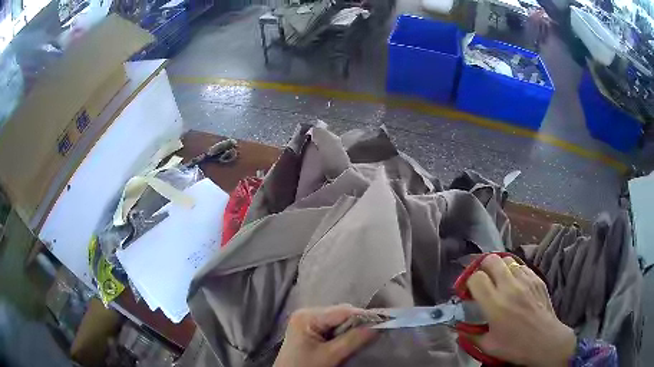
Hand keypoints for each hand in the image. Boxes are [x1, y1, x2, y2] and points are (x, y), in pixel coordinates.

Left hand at [274, 305, 377, 366]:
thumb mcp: (330, 356)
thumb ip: (354, 340)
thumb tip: (379, 326)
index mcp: (307, 316)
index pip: (343, 311)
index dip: (365, 316)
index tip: (385, 322)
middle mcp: (307, 313)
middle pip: (341, 314)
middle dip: (358, 324)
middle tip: (375, 333)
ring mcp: (308, 321)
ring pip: (339, 321)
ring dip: (352, 329)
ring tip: (364, 338)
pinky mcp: (311, 330)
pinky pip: (333, 327)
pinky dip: (344, 334)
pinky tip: (350, 341)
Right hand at [466, 254, 576, 366]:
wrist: (545, 340)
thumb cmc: (515, 346)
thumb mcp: (488, 346)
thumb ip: (470, 335)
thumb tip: (458, 328)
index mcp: (495, 304)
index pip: (476, 278)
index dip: (469, 282)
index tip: (469, 292)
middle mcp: (510, 287)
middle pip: (491, 260)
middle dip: (482, 267)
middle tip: (482, 280)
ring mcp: (526, 280)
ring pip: (507, 260)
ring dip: (499, 268)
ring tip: (499, 280)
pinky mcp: (537, 278)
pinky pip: (521, 266)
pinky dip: (514, 271)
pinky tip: (515, 284)